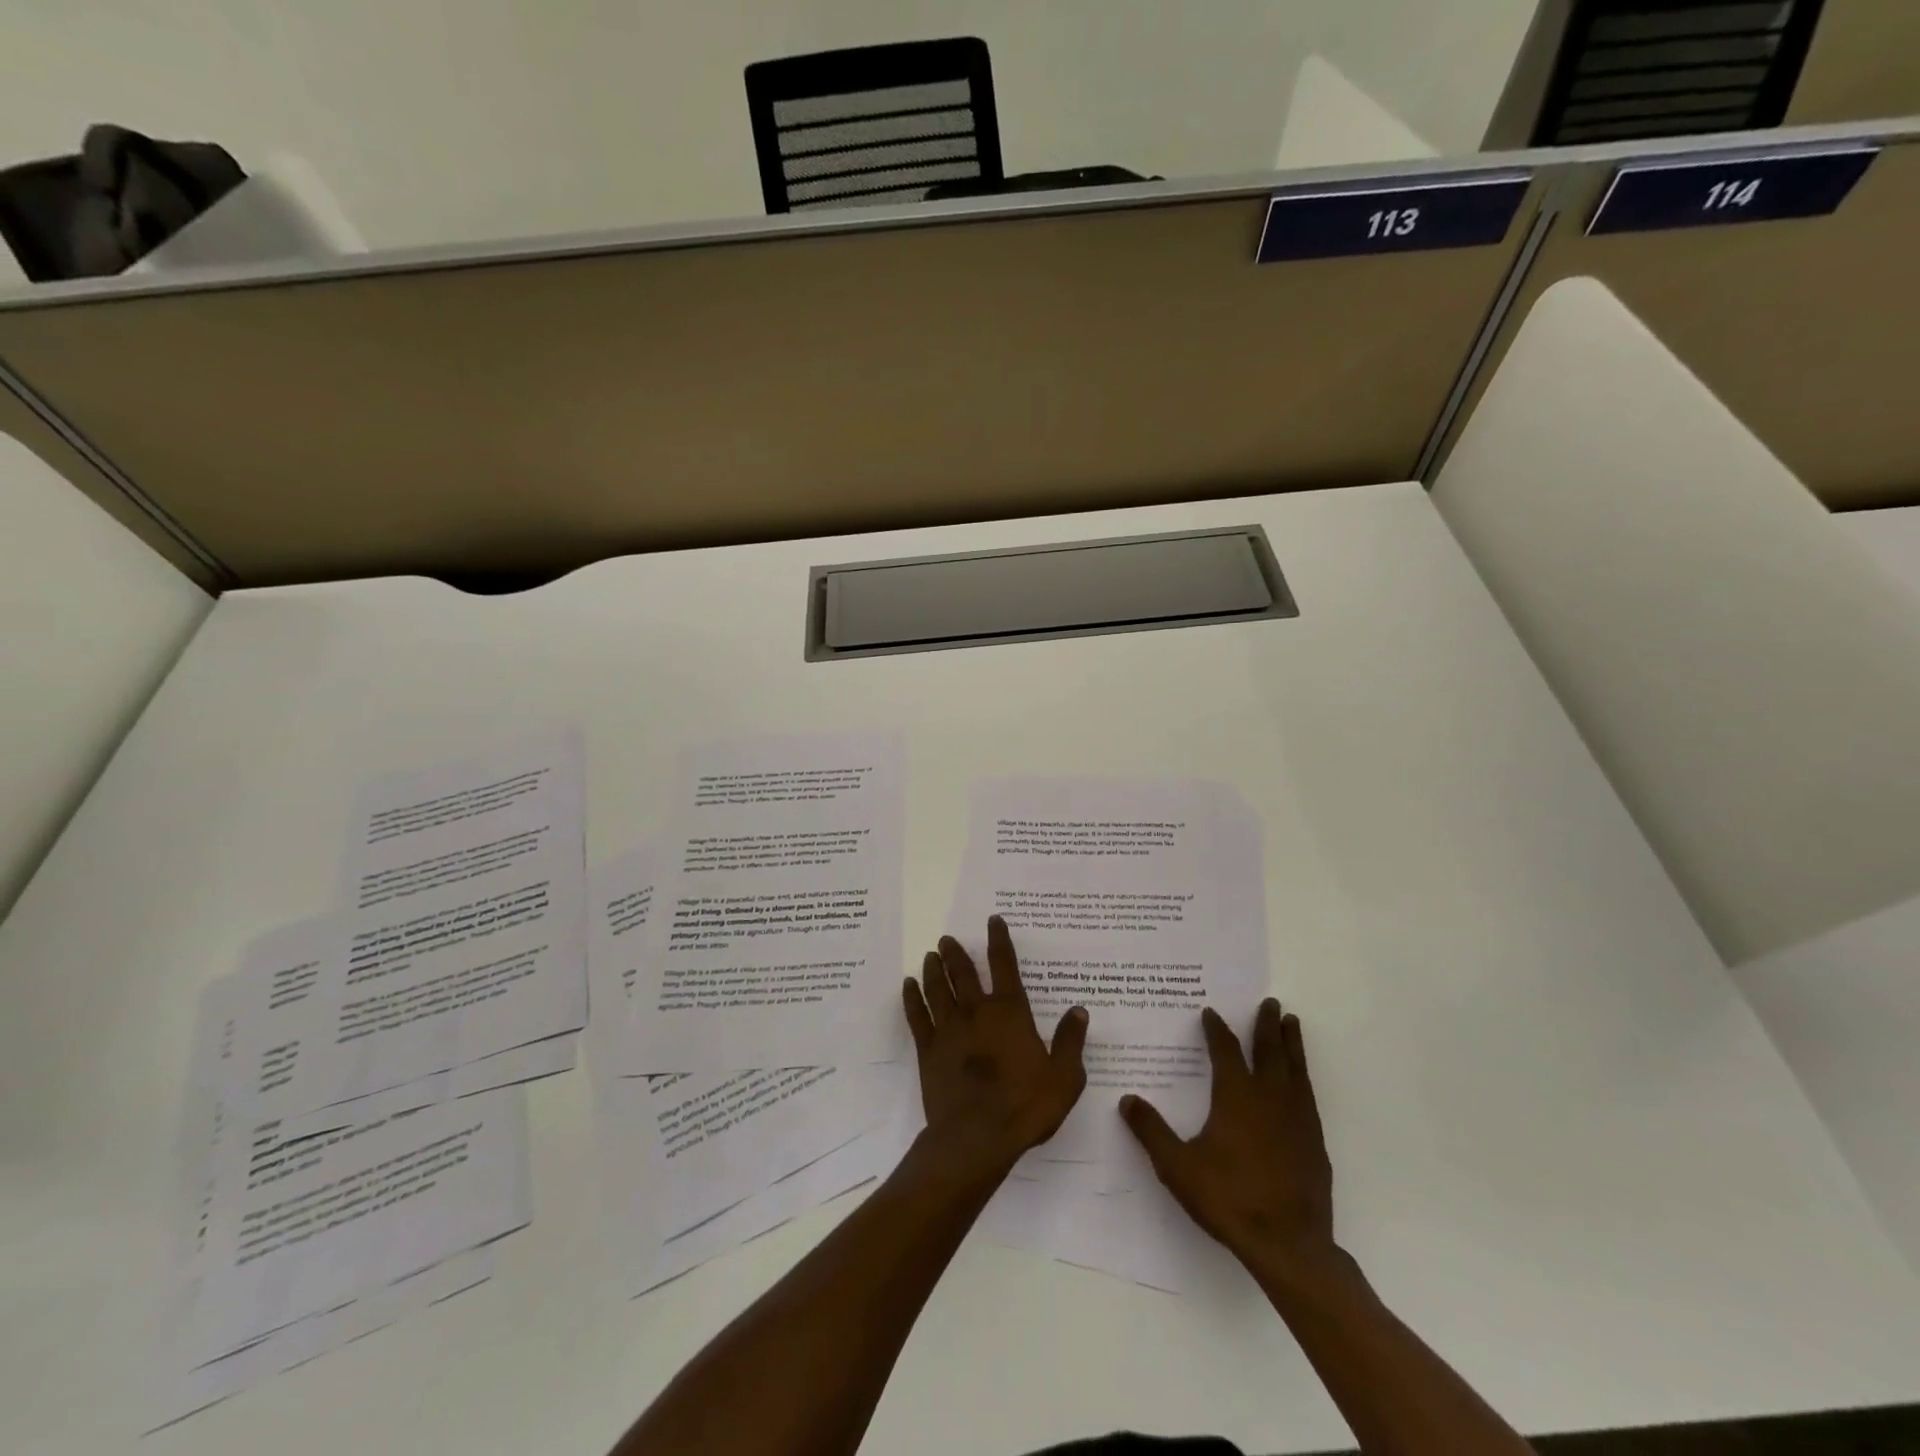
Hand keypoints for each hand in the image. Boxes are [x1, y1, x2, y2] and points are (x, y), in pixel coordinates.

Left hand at [902, 915, 1088, 1185]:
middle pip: (963, 972)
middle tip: (946, 938)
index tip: (993, 921)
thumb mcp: (1064, 1078)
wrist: (977, 1138)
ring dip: (934, 969)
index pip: (1004, 966)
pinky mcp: (928, 1049)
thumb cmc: (1025, 1107)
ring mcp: (948, 1029)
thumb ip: (1070, 1042)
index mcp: (1009, 1012)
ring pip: (938, 988)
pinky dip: (912, 998)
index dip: (999, 941)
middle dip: (956, 953)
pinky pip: (917, 1016)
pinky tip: (908, 986)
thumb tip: (1079, 1011)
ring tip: (930, 955)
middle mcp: (976, 1011)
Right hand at [1120, 999, 1335, 1273]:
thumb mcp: (1178, 1166)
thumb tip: (1127, 1099)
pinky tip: (1301, 1080)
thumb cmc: (1229, 1199)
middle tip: (1270, 1002)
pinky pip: (1308, 1095)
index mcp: (1236, 1096)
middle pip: (1269, 1051)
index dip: (1217, 1030)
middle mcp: (1269, 1098)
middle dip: (1266, 1025)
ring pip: (1295, 1069)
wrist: (1288, 1245)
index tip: (1211, 1013)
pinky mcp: (1314, 1142)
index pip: (1226, 1051)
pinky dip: (1303, 1076)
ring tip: (1291, 1023)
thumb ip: (1151, 1131)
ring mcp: (1296, 1119)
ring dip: (1291, 1044)